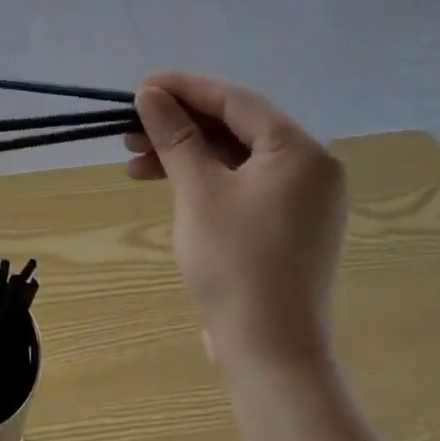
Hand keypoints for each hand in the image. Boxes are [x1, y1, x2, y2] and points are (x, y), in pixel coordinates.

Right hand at [125, 72, 345, 375]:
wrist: (270, 354)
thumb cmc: (235, 263)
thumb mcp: (198, 190)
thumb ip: (175, 134)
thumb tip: (150, 94)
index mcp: (300, 151)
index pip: (235, 101)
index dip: (184, 88)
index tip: (140, 87)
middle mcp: (309, 167)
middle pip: (234, 126)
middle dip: (178, 124)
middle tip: (130, 127)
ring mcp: (300, 198)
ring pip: (232, 155)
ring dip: (183, 152)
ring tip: (134, 159)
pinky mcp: (285, 222)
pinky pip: (240, 181)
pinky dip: (201, 177)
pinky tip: (162, 182)